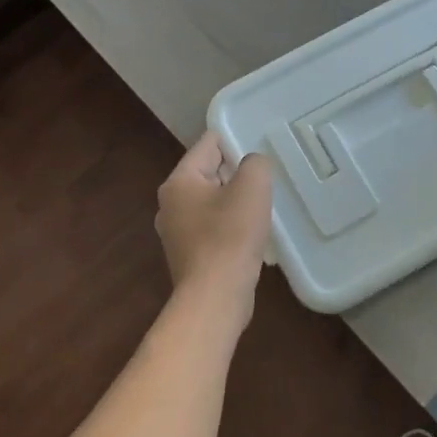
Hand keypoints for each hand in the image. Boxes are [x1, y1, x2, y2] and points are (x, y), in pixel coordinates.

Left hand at [155, 132, 272, 303]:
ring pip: (211, 202)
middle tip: (265, 178)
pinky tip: (250, 236)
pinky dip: (230, 227)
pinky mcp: (189, 256)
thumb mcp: (252, 187)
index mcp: (179, 181)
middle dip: (236, 173)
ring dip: (235, 202)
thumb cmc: (231, 236)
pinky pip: (212, 228)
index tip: (260, 148)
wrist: (216, 297)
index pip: (208, 144)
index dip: (235, 140)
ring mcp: (176, 232)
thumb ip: (255, 163)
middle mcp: (170, 204)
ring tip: (262, 207)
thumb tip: (251, 166)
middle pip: (208, 173)